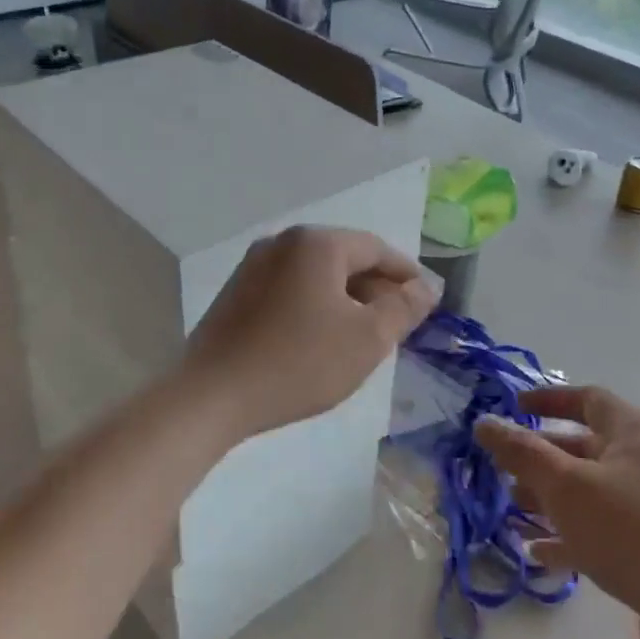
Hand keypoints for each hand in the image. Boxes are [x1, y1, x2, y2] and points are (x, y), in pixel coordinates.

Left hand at [180, 226, 438, 442]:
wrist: (211, 396)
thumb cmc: (299, 363)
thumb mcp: (367, 339)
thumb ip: (403, 308)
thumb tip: (426, 287)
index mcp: (316, 243)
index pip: (377, 249)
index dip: (407, 274)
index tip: (428, 302)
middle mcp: (283, 242)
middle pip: (345, 258)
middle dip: (376, 289)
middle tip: (398, 324)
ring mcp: (253, 266)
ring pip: (316, 275)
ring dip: (346, 299)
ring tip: (363, 335)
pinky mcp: (236, 293)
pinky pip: (290, 289)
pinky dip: (315, 306)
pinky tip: (320, 339)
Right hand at [475, 386, 639, 638]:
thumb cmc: (636, 532)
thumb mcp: (568, 486)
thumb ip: (522, 453)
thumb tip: (484, 422)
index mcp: (634, 433)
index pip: (587, 399)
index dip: (548, 400)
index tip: (511, 408)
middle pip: (584, 448)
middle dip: (540, 458)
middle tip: (499, 471)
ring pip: (590, 495)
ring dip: (549, 501)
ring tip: (509, 514)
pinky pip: (602, 535)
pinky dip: (569, 539)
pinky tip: (537, 555)